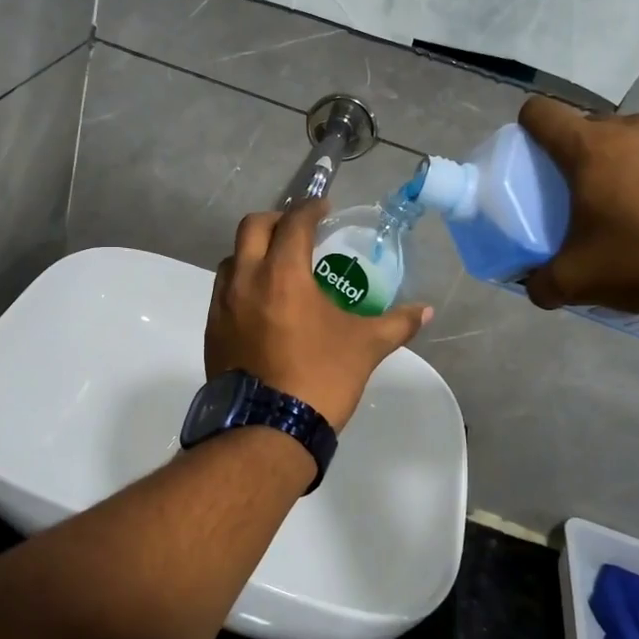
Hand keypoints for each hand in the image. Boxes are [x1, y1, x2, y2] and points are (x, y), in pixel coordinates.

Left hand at [205, 200, 432, 431]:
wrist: (268, 429)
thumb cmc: (320, 378)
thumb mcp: (364, 347)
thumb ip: (396, 323)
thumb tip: (426, 311)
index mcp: (283, 274)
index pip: (294, 223)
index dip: (310, 209)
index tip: (324, 209)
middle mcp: (246, 279)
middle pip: (253, 227)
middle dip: (277, 219)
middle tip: (299, 230)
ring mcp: (223, 304)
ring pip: (232, 258)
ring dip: (254, 251)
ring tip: (278, 265)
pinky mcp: (212, 329)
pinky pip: (223, 290)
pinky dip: (242, 281)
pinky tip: (262, 302)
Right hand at [519, 96, 638, 312]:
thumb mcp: (579, 282)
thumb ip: (543, 282)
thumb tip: (535, 286)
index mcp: (590, 149)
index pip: (541, 113)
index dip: (532, 127)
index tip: (539, 154)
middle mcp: (636, 125)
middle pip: (599, 128)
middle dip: (593, 155)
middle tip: (603, 197)